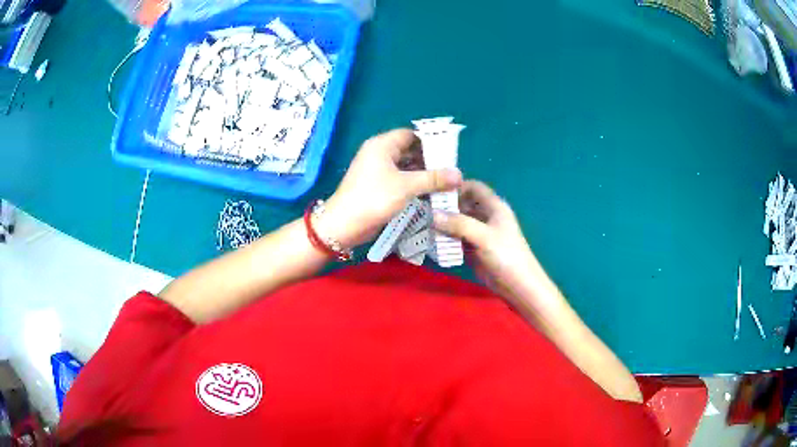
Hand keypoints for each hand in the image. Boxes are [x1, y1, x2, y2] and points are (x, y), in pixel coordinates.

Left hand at [320, 129, 461, 247]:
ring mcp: (376, 170)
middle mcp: (379, 153)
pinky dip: (413, 183)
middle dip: (429, 160)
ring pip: (405, 166)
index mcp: (382, 145)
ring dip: (423, 173)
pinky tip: (429, 193)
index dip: (430, 141)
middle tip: (450, 170)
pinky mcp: (377, 185)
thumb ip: (434, 179)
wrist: (344, 225)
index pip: (411, 134)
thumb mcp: (407, 186)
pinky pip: (399, 179)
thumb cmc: (374, 198)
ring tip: (445, 182)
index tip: (449, 153)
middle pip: (409, 150)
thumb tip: (459, 174)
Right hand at [432, 181, 555, 309]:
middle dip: (445, 206)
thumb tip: (432, 214)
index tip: (435, 192)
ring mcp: (479, 233)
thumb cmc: (506, 256)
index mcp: (494, 207)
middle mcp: (486, 216)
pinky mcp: (473, 248)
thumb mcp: (484, 236)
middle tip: (423, 209)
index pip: (474, 187)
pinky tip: (430, 239)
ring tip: (422, 223)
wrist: (517, 285)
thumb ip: (459, 224)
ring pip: (458, 221)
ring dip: (443, 223)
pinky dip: (445, 238)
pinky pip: (456, 238)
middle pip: (463, 204)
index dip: (456, 186)